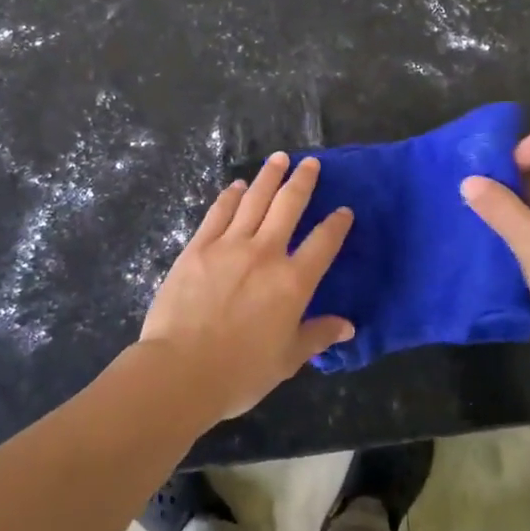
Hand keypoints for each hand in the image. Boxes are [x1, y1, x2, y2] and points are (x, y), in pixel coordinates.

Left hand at [136, 153, 354, 422]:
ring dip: (268, 176)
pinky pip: (219, 213)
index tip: (344, 210)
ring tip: (278, 158)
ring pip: (254, 200)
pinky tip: (236, 186)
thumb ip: (317, 336)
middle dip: (302, 181)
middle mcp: (265, 253)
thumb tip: (348, 326)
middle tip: (310, 162)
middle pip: (288, 206)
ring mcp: (229, 245)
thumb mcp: (287, 360)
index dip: (336, 224)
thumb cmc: (240, 372)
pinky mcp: (198, 247)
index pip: (323, 243)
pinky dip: (230, 196)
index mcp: (293, 282)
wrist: (181, 370)